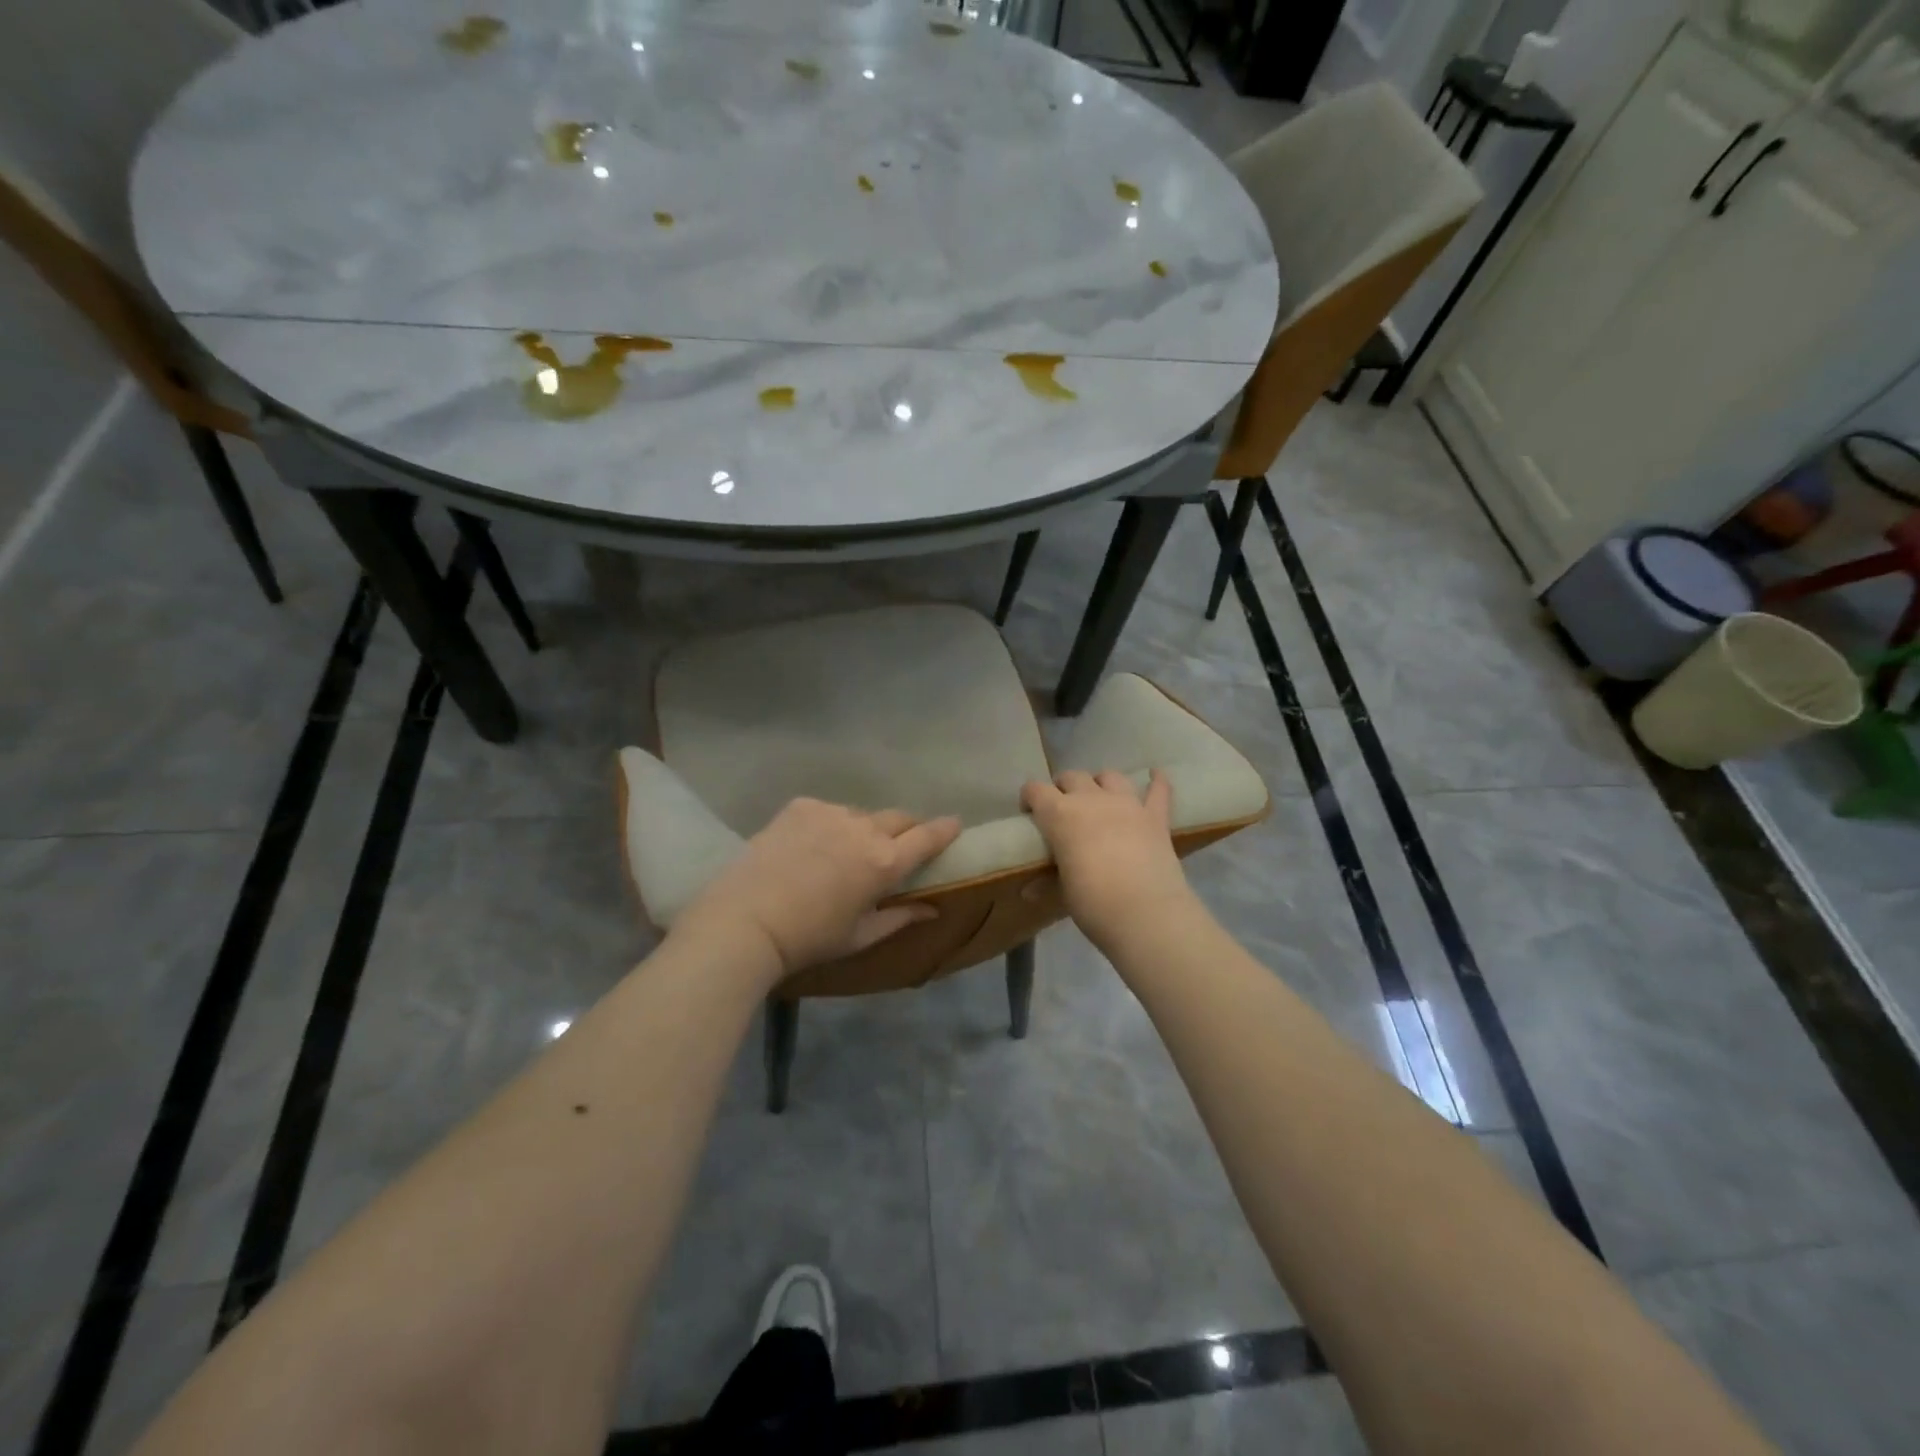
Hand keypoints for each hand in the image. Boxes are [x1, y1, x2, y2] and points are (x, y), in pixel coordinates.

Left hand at [674, 798, 962, 983]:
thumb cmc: (810, 938)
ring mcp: (831, 812)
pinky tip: (810, 846)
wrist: (745, 921)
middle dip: (905, 830)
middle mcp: (864, 829)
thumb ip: (901, 917)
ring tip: (842, 852)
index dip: (946, 829)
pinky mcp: (801, 806)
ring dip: (863, 829)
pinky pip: (828, 810)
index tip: (955, 824)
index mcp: (885, 862)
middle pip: (899, 818)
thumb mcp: (861, 936)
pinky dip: (829, 824)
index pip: (928, 836)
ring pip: (861, 814)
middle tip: (894, 849)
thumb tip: (933, 908)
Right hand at [1021, 770, 1194, 947]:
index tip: (1029, 813)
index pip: (1035, 790)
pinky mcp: (1156, 817)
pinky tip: (1156, 775)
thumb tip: (1029, 891)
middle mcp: (1091, 799)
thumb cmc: (1093, 903)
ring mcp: (1127, 804)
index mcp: (1060, 815)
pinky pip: (1158, 790)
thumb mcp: (1063, 891)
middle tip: (1062, 809)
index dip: (1029, 797)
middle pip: (1072, 777)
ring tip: (1099, 797)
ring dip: (1100, 783)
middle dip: (1063, 788)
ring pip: (1109, 776)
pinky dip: (1156, 781)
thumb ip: (1048, 881)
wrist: (1146, 913)